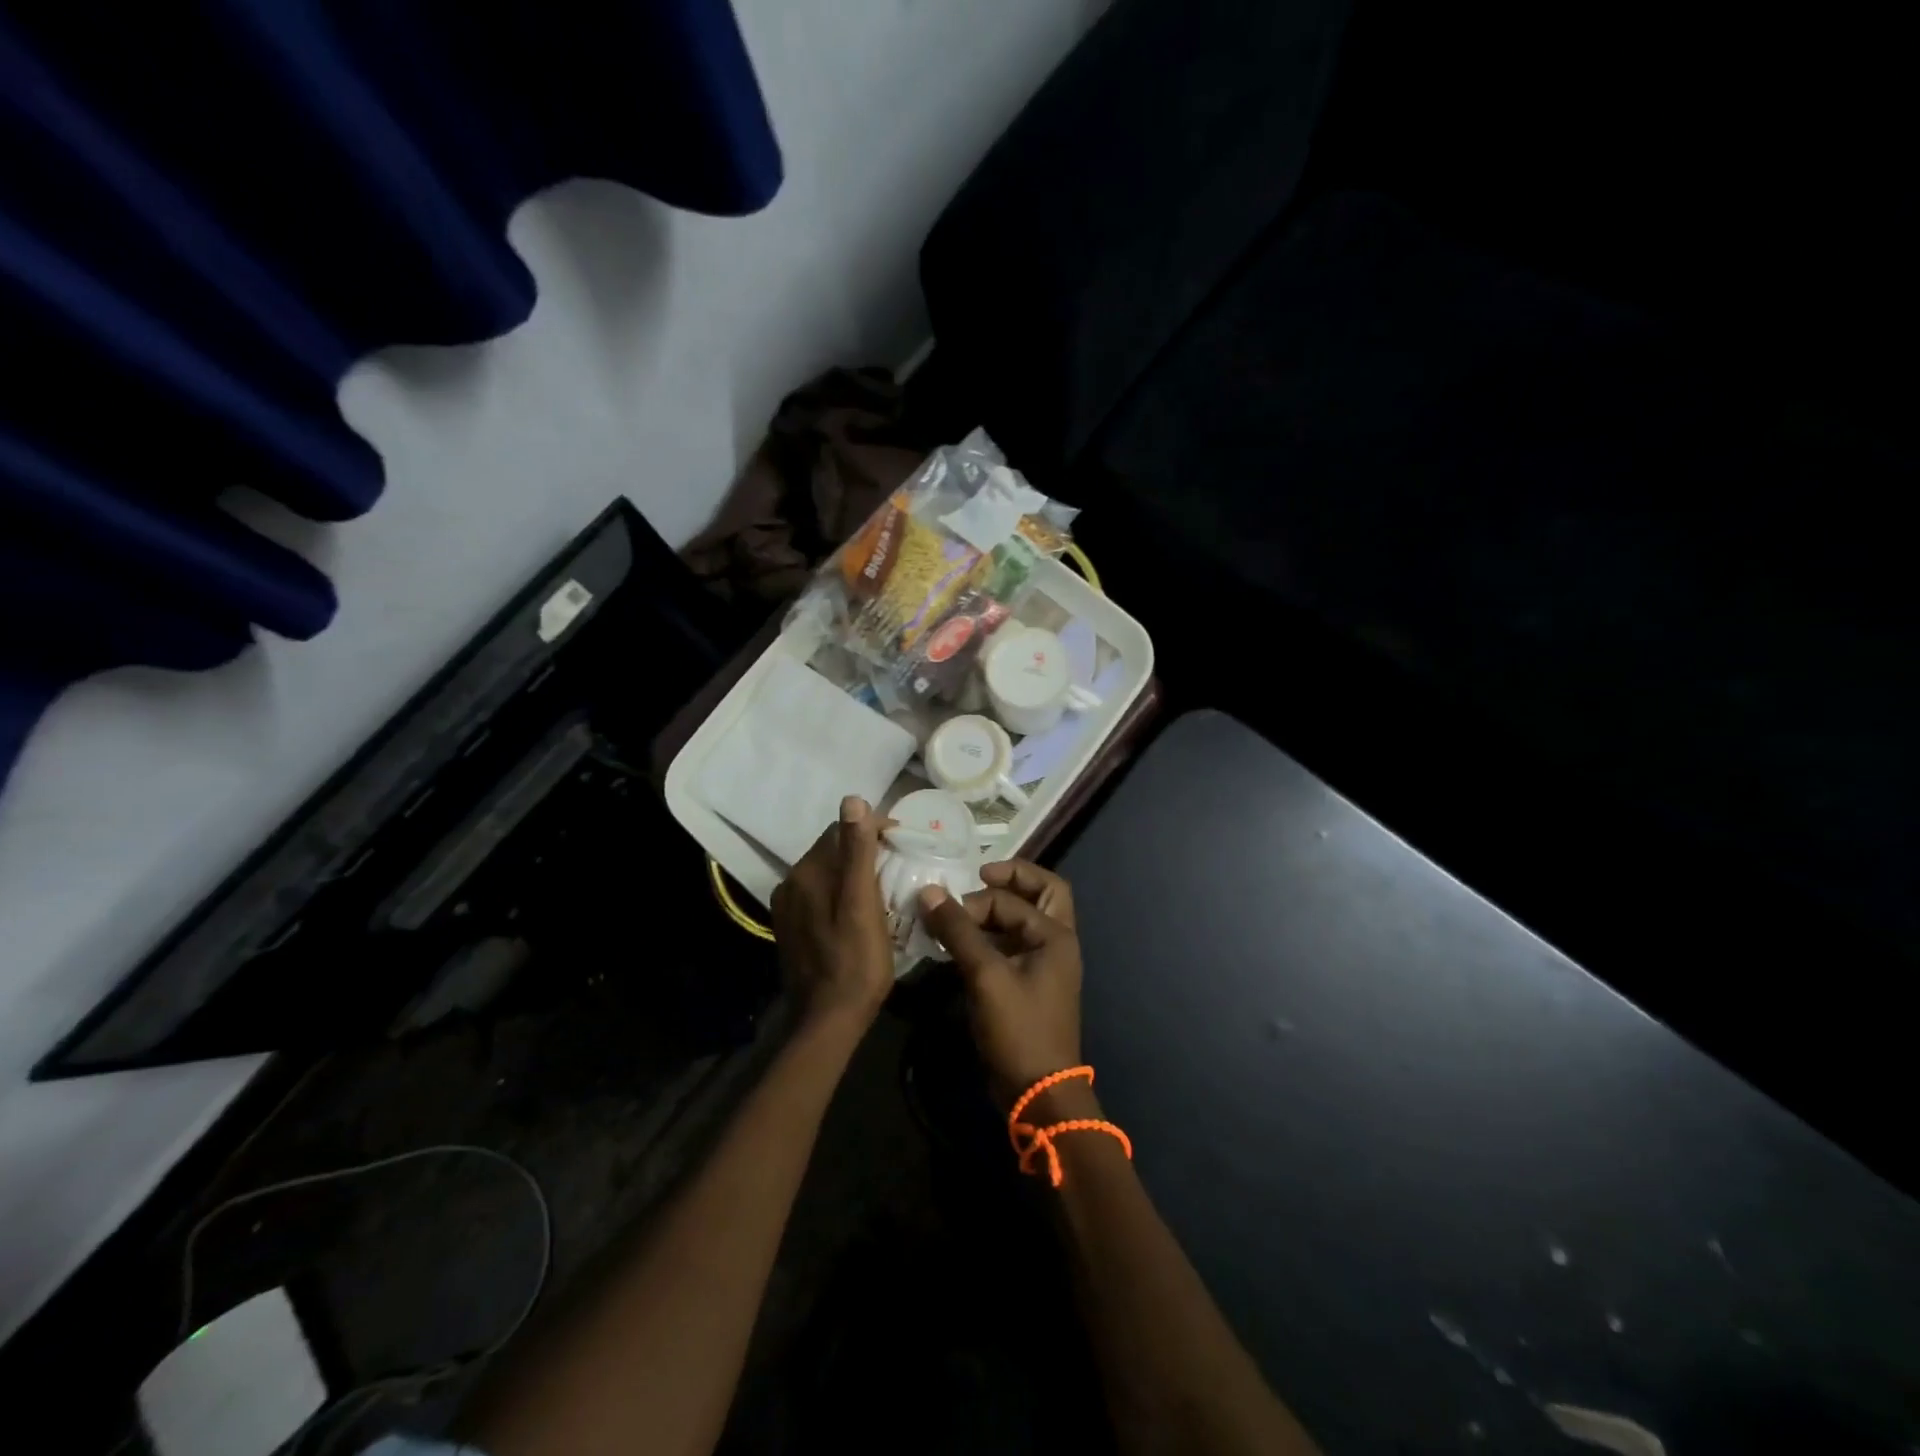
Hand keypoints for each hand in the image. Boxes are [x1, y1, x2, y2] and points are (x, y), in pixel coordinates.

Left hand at [771, 797, 894, 1031]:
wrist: (827, 1020)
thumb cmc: (856, 962)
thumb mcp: (863, 904)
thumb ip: (858, 852)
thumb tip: (853, 800)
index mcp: (807, 872)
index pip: (840, 830)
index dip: (873, 830)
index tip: (903, 842)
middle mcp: (791, 882)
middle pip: (832, 850)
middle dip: (865, 850)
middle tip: (899, 865)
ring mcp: (788, 906)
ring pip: (827, 873)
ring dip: (853, 871)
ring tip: (884, 886)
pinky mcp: (791, 926)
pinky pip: (820, 894)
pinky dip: (841, 892)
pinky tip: (860, 909)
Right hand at [918, 860, 1083, 1110]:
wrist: (1038, 1092)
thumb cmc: (1019, 1029)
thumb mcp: (986, 976)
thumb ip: (958, 931)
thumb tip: (928, 891)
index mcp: (1056, 935)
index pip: (1011, 899)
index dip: (975, 901)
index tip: (945, 912)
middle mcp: (1056, 942)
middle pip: (1041, 893)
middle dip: (1011, 880)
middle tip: (978, 876)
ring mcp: (1043, 964)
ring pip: (1025, 919)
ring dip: (997, 910)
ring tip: (960, 912)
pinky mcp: (1028, 984)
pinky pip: (1012, 944)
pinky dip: (990, 936)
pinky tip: (961, 943)